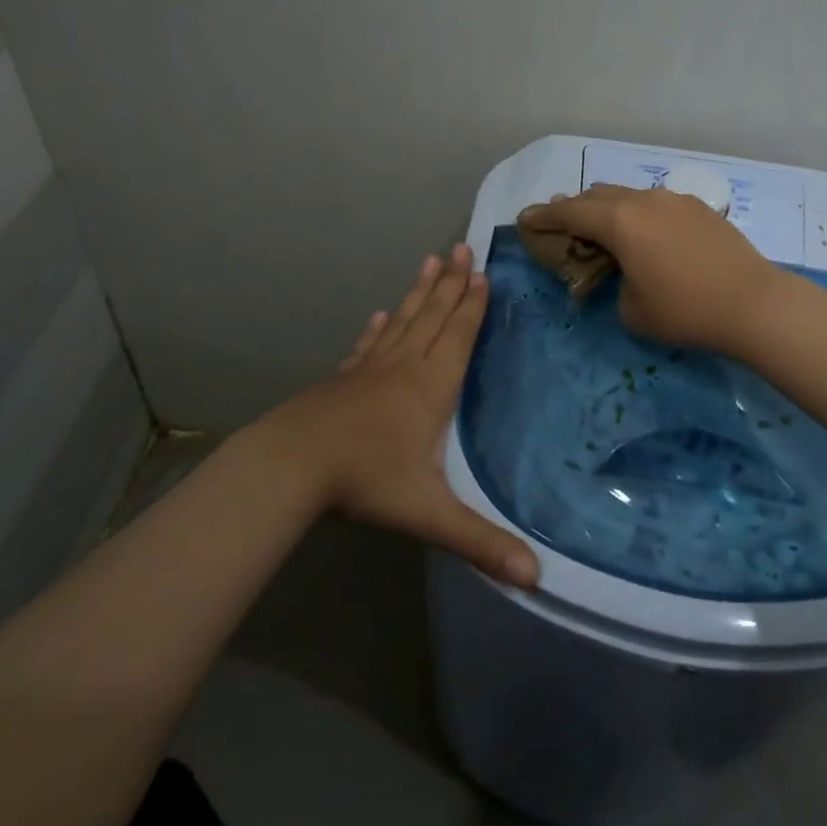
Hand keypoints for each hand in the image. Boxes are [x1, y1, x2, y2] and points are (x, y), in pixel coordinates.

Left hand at [262, 244, 539, 588]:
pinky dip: (377, 327)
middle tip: (460, 247)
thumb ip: (481, 543)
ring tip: (429, 262)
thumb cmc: (365, 481)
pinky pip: (367, 345)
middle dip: (450, 284)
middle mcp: (401, 368)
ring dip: (418, 293)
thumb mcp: (428, 514)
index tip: (481, 272)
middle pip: (431, 317)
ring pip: (401, 322)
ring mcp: (367, 371)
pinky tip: (378, 314)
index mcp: (429, 388)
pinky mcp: (341, 380)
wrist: (290, 465)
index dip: (472, 306)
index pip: (457, 337)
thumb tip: (537, 578)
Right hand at [517, 185, 785, 354]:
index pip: (570, 212)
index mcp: (620, 222)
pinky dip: (638, 215)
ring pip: (628, 196)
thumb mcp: (632, 310)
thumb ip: (615, 283)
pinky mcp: (700, 208)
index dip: (544, 216)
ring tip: (601, 227)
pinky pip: (655, 204)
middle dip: (574, 208)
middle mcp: (644, 200)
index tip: (525, 218)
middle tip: (560, 222)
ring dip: (608, 209)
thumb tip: (625, 272)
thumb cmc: (685, 310)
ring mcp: (675, 199)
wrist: (754, 304)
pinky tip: (645, 234)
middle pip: (597, 196)